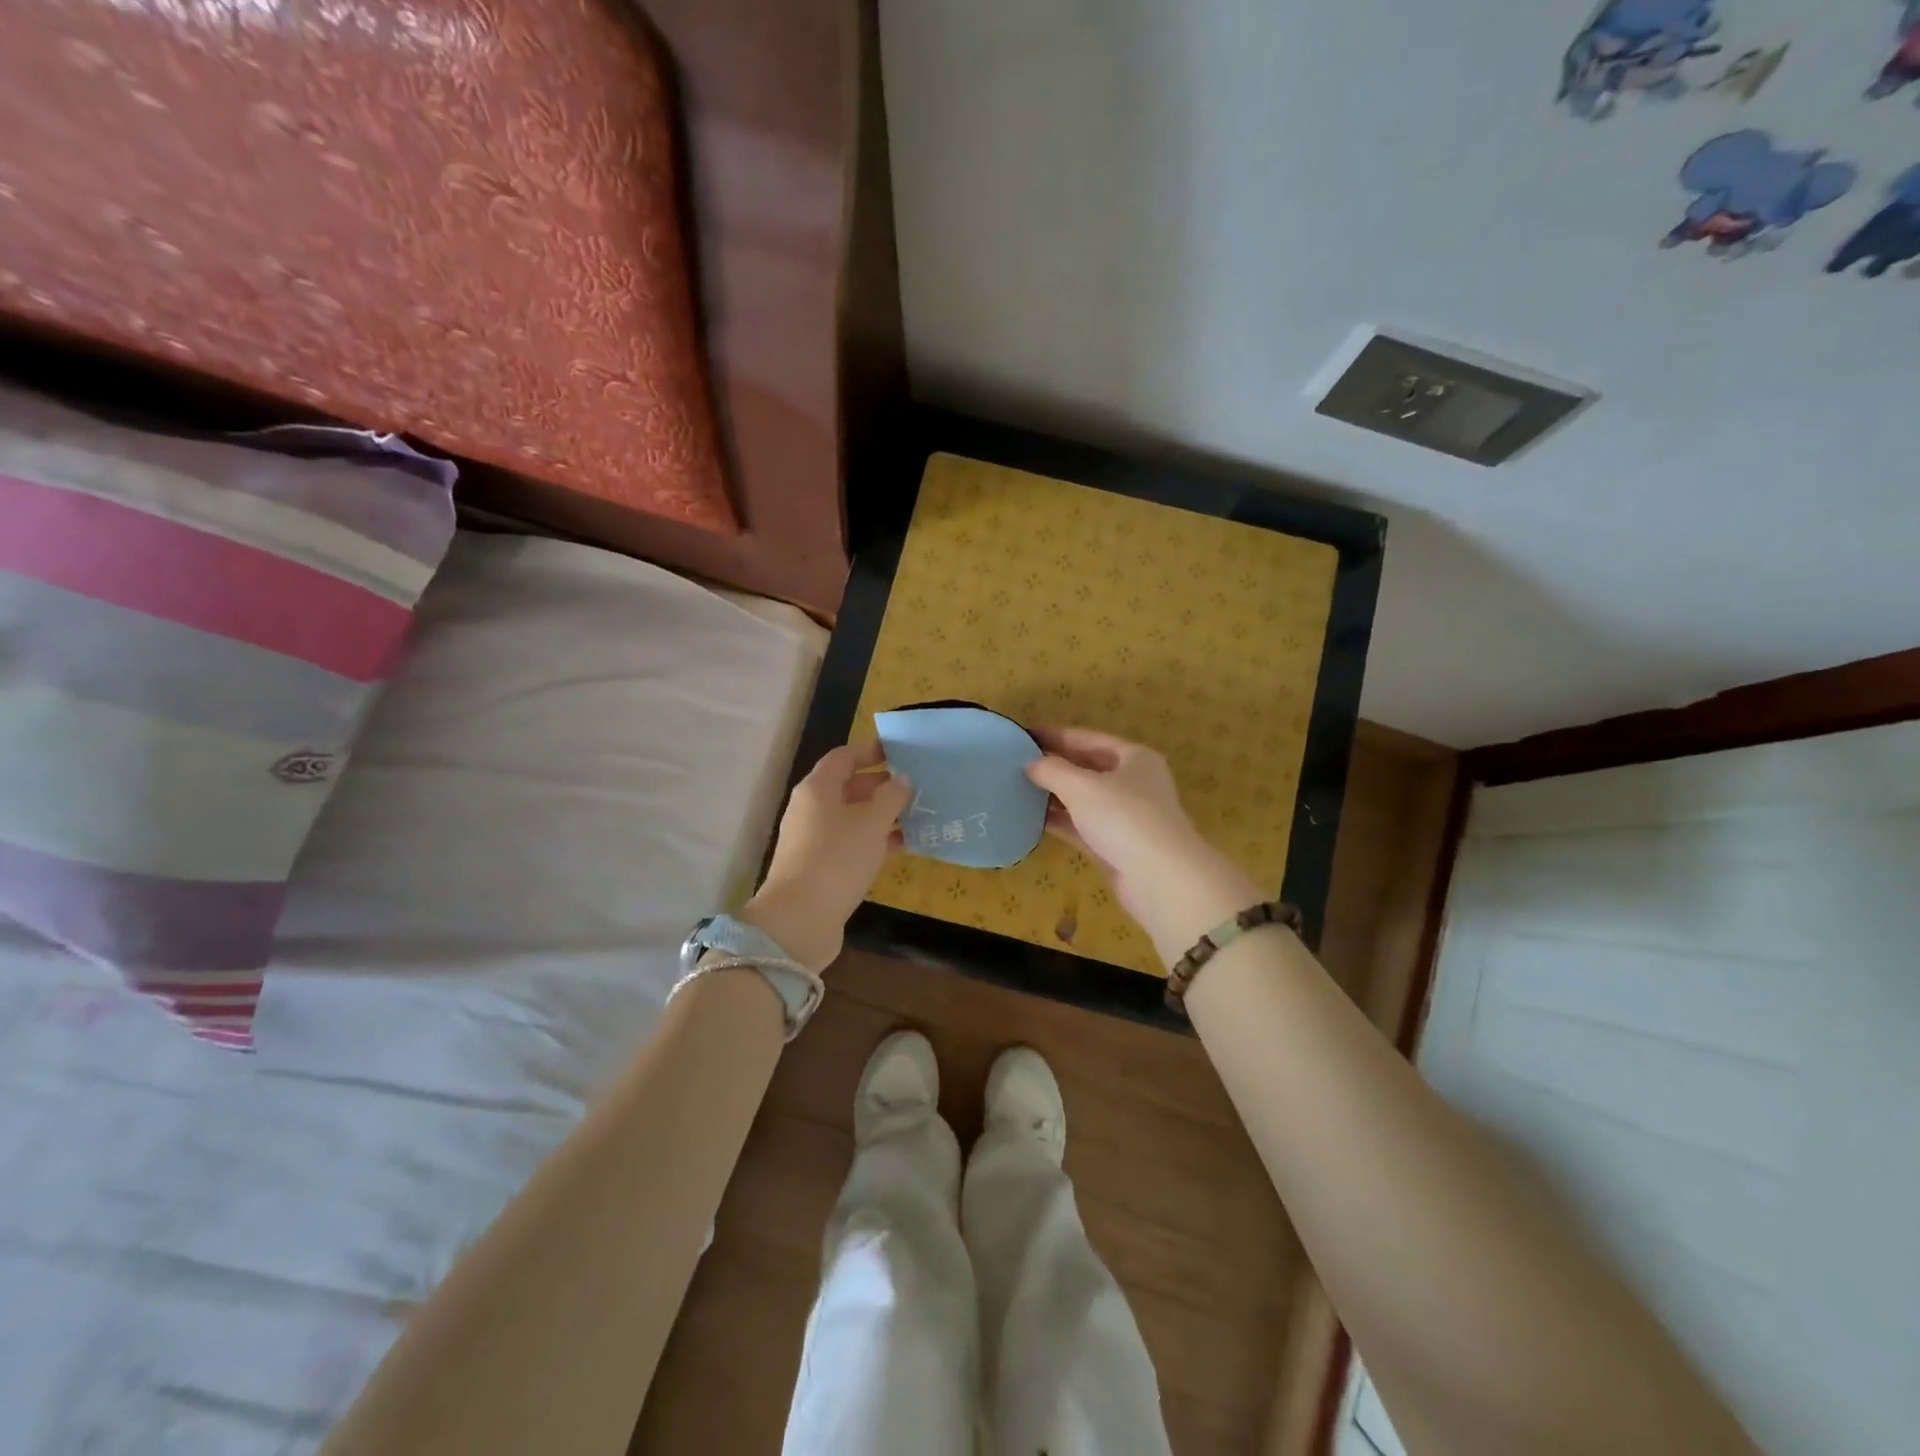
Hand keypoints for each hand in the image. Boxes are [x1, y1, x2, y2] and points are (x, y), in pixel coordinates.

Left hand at [742, 742, 912, 972]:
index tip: (901, 754)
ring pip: (852, 817)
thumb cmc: (837, 858)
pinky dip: (875, 841)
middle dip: (881, 785)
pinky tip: (903, 846)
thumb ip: (890, 796)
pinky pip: (852, 843)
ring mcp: (814, 839)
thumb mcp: (871, 822)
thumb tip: (901, 779)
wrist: (800, 918)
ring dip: (882, 815)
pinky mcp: (821, 866)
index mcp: (818, 788)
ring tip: (917, 815)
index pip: (844, 757)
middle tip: (917, 788)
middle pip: (848, 786)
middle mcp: (812, 808)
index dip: (871, 751)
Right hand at [1026, 727, 1263, 961]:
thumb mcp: (1082, 787)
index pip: (1088, 738)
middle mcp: (1132, 783)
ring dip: (1053, 795)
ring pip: (1082, 799)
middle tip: (1013, 763)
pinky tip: (1030, 819)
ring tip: (1015, 789)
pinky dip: (1059, 821)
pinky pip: (1081, 826)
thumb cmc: (1124, 818)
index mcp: (1134, 757)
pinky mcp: (1114, 845)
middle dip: (1053, 765)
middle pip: (1086, 767)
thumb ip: (1052, 770)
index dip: (1055, 735)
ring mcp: (1124, 816)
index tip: (1023, 734)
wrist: (1160, 878)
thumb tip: (1031, 764)